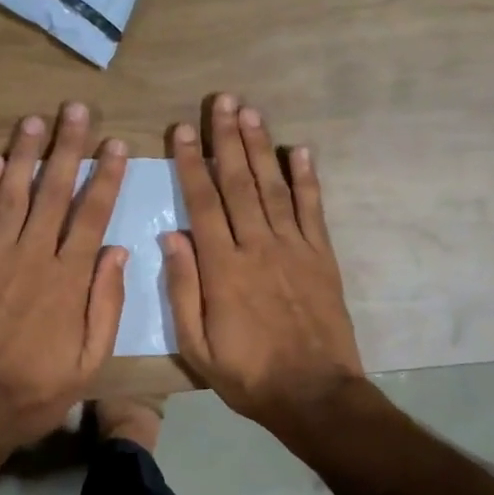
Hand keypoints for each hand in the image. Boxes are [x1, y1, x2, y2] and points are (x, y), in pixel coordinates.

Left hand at [0, 103, 128, 460]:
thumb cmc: (38, 390)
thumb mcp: (90, 361)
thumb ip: (106, 304)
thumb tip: (117, 252)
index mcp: (69, 280)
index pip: (92, 215)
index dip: (106, 177)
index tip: (115, 144)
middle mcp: (33, 257)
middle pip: (54, 193)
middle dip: (68, 149)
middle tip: (76, 110)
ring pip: (14, 195)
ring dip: (26, 155)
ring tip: (36, 120)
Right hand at [164, 94, 364, 431]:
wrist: (314, 393)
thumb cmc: (247, 374)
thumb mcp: (196, 344)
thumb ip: (183, 288)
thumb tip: (171, 236)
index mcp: (223, 267)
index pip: (202, 202)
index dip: (190, 163)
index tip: (181, 129)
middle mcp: (258, 246)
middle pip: (238, 183)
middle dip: (226, 139)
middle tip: (220, 101)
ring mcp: (294, 248)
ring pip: (273, 187)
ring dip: (260, 148)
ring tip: (249, 112)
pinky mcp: (322, 257)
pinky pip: (313, 210)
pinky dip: (307, 178)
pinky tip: (299, 150)